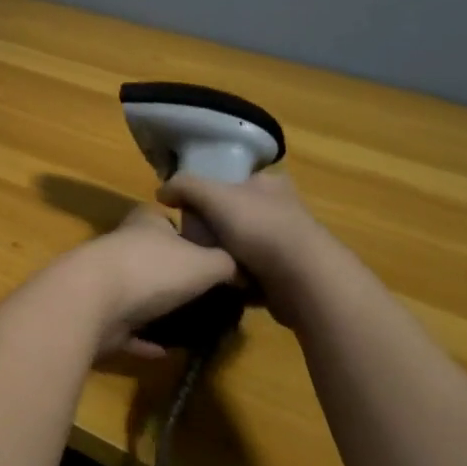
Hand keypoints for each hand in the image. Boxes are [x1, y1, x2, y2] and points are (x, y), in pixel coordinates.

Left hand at [42, 205, 238, 359]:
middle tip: (210, 297)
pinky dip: (145, 340)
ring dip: (160, 309)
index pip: (169, 220)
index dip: (190, 234)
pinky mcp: (99, 316)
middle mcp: (124, 247)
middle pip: (154, 258)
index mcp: (146, 223)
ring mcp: (107, 282)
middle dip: (176, 275)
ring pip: (139, 294)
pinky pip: (128, 329)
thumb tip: (242, 271)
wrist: (93, 300)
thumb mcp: (206, 262)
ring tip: (194, 325)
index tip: (214, 256)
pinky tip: (167, 351)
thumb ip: (227, 264)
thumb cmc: (153, 269)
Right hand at [157, 169, 338, 326]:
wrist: (304, 281)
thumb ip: (184, 186)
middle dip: (213, 229)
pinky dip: (237, 281)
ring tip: (204, 265)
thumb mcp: (212, 195)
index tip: (187, 209)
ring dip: (224, 257)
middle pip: (233, 215)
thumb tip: (162, 192)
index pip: (231, 180)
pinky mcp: (288, 276)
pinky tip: (222, 285)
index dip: (207, 191)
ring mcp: (287, 244)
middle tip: (192, 240)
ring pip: (241, 246)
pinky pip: (252, 275)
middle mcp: (281, 209)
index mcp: (268, 183)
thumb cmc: (259, 227)